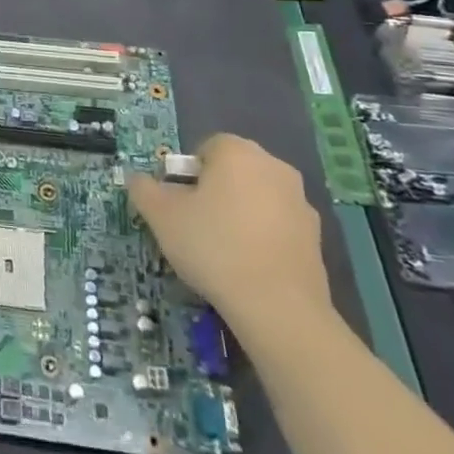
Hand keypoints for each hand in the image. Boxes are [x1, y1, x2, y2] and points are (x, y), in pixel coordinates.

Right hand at [128, 133, 331, 332]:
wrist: (278, 306)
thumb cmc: (213, 246)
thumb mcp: (161, 216)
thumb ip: (144, 189)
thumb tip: (137, 179)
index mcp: (238, 152)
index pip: (206, 147)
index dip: (187, 173)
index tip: (178, 202)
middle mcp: (273, 166)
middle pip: (234, 170)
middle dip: (214, 190)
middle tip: (194, 223)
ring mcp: (300, 201)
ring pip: (257, 196)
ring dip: (239, 212)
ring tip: (221, 249)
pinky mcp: (316, 236)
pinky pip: (278, 225)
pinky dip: (262, 236)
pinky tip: (248, 265)